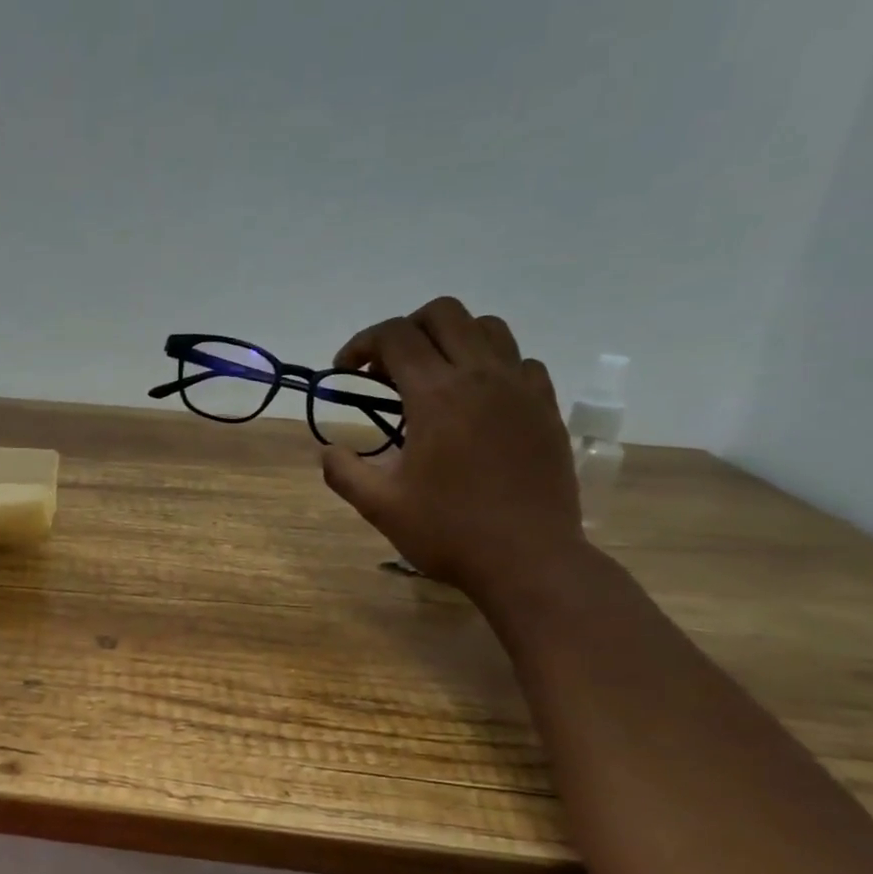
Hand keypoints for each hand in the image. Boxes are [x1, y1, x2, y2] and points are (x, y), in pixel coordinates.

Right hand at [321, 299, 585, 601]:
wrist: (529, 559)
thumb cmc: (449, 532)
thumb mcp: (380, 506)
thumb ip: (344, 471)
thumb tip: (327, 450)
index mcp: (437, 396)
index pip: (395, 336)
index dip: (362, 343)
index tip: (346, 371)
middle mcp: (482, 376)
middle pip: (444, 313)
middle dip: (406, 329)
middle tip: (387, 368)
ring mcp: (521, 389)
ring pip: (488, 327)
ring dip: (452, 339)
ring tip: (433, 377)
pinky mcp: (546, 408)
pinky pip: (520, 361)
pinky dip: (492, 365)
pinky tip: (477, 401)